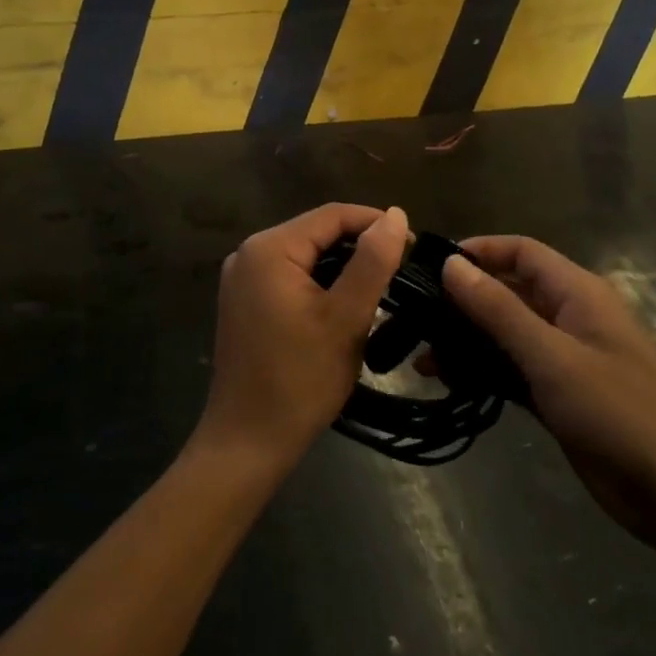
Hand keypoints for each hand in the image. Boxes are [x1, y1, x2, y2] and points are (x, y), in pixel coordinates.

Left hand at [194, 204, 408, 474]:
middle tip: (401, 271)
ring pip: (306, 255)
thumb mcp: (346, 318)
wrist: (247, 442)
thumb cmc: (300, 380)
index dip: (375, 224)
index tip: (413, 246)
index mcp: (269, 248)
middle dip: (360, 246)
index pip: (332, 215)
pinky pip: (291, 276)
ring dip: (342, 266)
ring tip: (381, 287)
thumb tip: (395, 214)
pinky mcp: (244, 301)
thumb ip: (372, 261)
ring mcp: (242, 278)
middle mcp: (249, 252)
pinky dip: (321, 283)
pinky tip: (344, 304)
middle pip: (317, 233)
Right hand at [442, 237, 655, 546]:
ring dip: (468, 340)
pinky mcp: (561, 394)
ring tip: (423, 358)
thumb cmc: (618, 412)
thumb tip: (452, 265)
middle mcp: (570, 316)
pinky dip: (484, 370)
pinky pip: (514, 369)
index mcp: (578, 292)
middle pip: (510, 291)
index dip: (479, 251)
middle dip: (464, 300)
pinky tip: (450, 381)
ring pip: (507, 333)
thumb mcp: (552, 356)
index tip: (431, 266)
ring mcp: (566, 357)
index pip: (522, 251)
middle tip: (415, 316)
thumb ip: (499, 310)